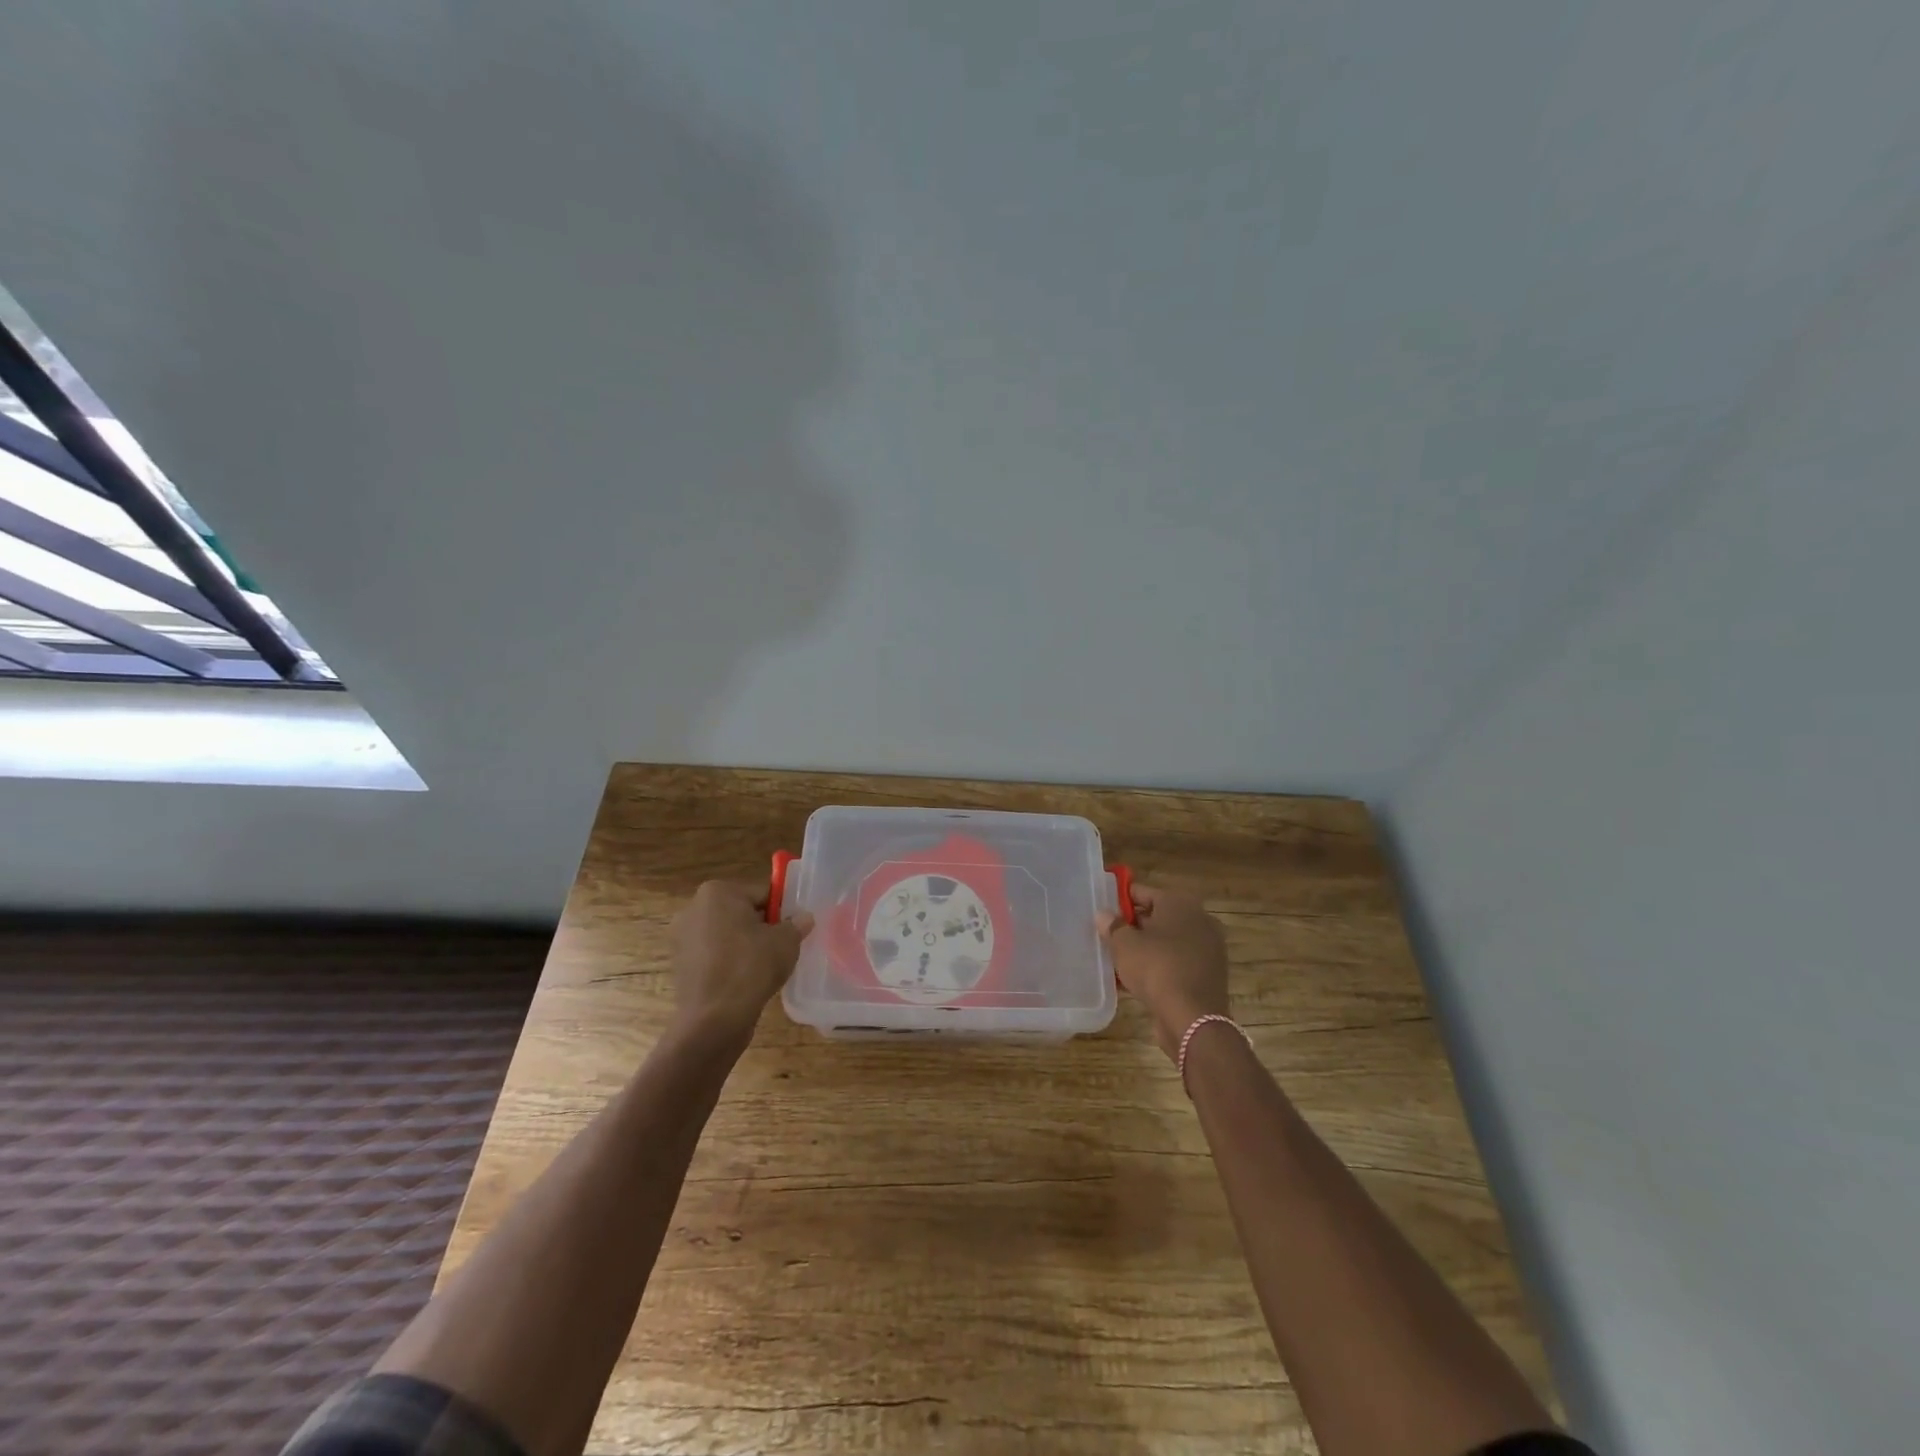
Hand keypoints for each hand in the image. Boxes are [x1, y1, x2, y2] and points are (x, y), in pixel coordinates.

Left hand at [667, 880, 814, 1049]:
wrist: (714, 1020)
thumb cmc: (751, 967)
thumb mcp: (786, 941)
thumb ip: (796, 924)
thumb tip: (804, 919)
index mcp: (717, 892)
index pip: (761, 893)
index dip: (782, 910)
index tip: (793, 928)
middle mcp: (693, 909)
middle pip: (741, 912)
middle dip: (761, 926)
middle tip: (782, 947)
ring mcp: (682, 938)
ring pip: (726, 935)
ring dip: (744, 945)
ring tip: (765, 966)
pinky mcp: (680, 965)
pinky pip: (714, 956)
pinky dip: (729, 963)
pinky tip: (745, 981)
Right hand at [1099, 883, 1229, 1060]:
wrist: (1193, 1019)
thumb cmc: (1156, 968)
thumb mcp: (1124, 944)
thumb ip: (1113, 926)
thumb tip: (1104, 915)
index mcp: (1180, 903)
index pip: (1144, 892)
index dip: (1121, 899)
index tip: (1103, 909)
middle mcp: (1199, 920)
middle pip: (1158, 916)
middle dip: (1133, 925)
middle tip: (1108, 935)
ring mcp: (1207, 949)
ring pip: (1167, 942)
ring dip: (1145, 948)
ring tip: (1118, 958)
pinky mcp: (1208, 975)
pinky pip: (1176, 963)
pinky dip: (1159, 967)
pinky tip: (1136, 979)